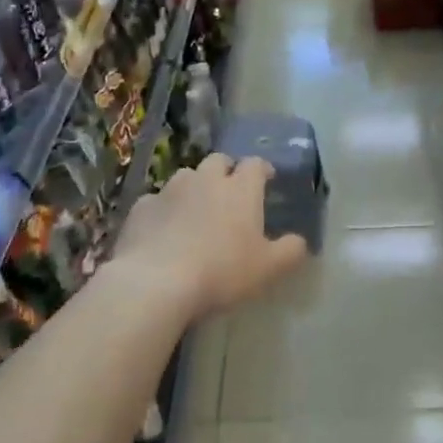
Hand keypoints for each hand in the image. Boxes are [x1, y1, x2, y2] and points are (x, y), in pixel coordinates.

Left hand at [115, 154, 307, 318]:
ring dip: (194, 187)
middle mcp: (206, 179)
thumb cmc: (222, 271)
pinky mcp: (141, 207)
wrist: (156, 281)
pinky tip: (164, 230)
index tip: (266, 180)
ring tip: (196, 209)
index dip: (262, 169)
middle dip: (226, 171)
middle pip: (218, 161)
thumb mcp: (268, 268)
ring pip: (186, 176)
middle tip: (230, 191)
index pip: (255, 164)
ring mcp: (170, 190)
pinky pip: (157, 200)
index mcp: (240, 189)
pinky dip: (164, 209)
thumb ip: (290, 251)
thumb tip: (300, 242)